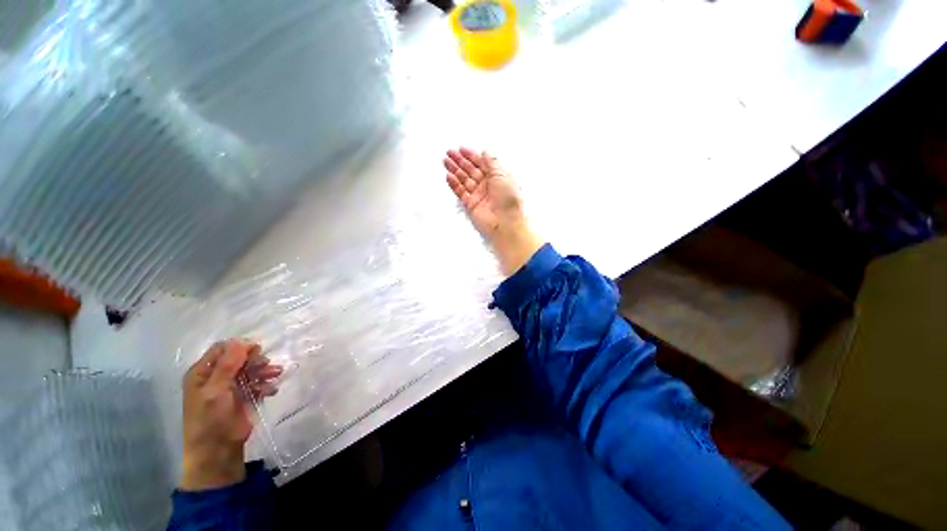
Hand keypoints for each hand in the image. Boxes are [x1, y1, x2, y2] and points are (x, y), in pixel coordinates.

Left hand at [181, 339, 281, 490]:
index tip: (256, 351)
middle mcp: (216, 377)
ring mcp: (230, 387)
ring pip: (251, 369)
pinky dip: (266, 384)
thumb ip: (227, 366)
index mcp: (202, 373)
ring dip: (264, 370)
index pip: (222, 349)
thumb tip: (240, 341)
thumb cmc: (210, 420)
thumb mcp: (215, 391)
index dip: (240, 347)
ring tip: (275, 375)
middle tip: (266, 365)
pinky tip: (271, 390)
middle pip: (239, 358)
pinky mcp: (243, 397)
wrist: (218, 451)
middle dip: (255, 360)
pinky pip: (257, 383)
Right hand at [444, 147, 542, 274]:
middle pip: (471, 170)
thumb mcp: (502, 174)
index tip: (461, 149)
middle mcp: (487, 185)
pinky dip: (454, 184)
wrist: (505, 222)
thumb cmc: (508, 198)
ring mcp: (478, 195)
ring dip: (455, 170)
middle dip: (460, 161)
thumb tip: (485, 150)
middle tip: (449, 153)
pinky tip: (449, 176)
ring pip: (464, 180)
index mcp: (497, 177)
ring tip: (445, 161)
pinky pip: (461, 192)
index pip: (482, 163)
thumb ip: (492, 162)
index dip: (471, 155)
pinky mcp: (470, 204)